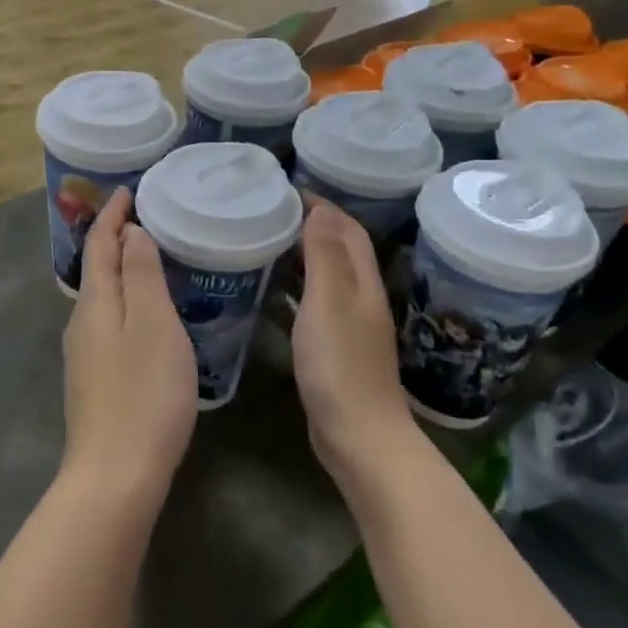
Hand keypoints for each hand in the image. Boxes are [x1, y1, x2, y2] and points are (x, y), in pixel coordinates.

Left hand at [61, 188, 196, 505]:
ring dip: (122, 272)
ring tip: (152, 260)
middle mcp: (81, 322)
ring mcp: (84, 354)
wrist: (115, 476)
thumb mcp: (152, 325)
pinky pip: (109, 323)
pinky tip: (147, 316)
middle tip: (148, 219)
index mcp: (96, 302)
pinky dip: (126, 302)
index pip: (99, 243)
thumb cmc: (143, 393)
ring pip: (103, 298)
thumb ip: (140, 275)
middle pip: (97, 268)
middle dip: (116, 239)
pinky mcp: (94, 380)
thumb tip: (130, 233)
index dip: (112, 214)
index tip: (128, 190)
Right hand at [291, 199, 413, 483]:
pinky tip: (270, 291)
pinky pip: (314, 303)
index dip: (322, 205)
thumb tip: (320, 209)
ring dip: (301, 254)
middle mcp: (360, 298)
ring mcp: (349, 325)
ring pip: (326, 275)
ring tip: (265, 240)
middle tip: (268, 212)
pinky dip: (295, 287)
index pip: (347, 229)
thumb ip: (325, 256)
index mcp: (362, 283)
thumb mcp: (329, 303)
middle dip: (311, 224)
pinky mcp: (334, 349)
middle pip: (340, 249)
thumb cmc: (340, 366)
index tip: (285, 190)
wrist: (358, 437)